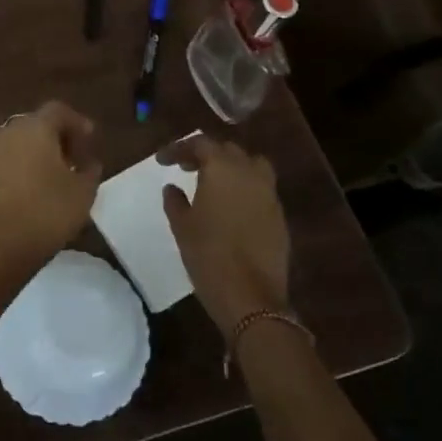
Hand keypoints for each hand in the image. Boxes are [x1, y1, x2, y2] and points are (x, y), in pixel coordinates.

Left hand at [0, 103, 102, 268]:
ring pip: (19, 142)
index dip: (77, 122)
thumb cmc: (48, 212)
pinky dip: (22, 165)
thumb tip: (88, 163)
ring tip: (56, 174)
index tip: (91, 140)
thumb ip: (89, 170)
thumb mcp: (83, 192)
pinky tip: (34, 187)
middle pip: (36, 124)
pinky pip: (7, 160)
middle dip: (57, 136)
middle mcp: (8, 133)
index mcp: (34, 128)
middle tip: (75, 158)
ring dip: (38, 151)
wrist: (2, 247)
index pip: (57, 111)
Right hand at [159, 135, 290, 335]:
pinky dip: (245, 188)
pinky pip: (261, 189)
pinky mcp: (279, 216)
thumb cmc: (208, 255)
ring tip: (213, 183)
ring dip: (231, 167)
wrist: (251, 296)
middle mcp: (249, 174)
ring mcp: (269, 194)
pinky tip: (231, 206)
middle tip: (186, 168)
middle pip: (228, 150)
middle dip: (206, 154)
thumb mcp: (182, 226)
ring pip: (251, 165)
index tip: (162, 161)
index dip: (179, 148)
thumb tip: (172, 187)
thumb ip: (175, 201)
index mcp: (222, 169)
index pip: (200, 144)